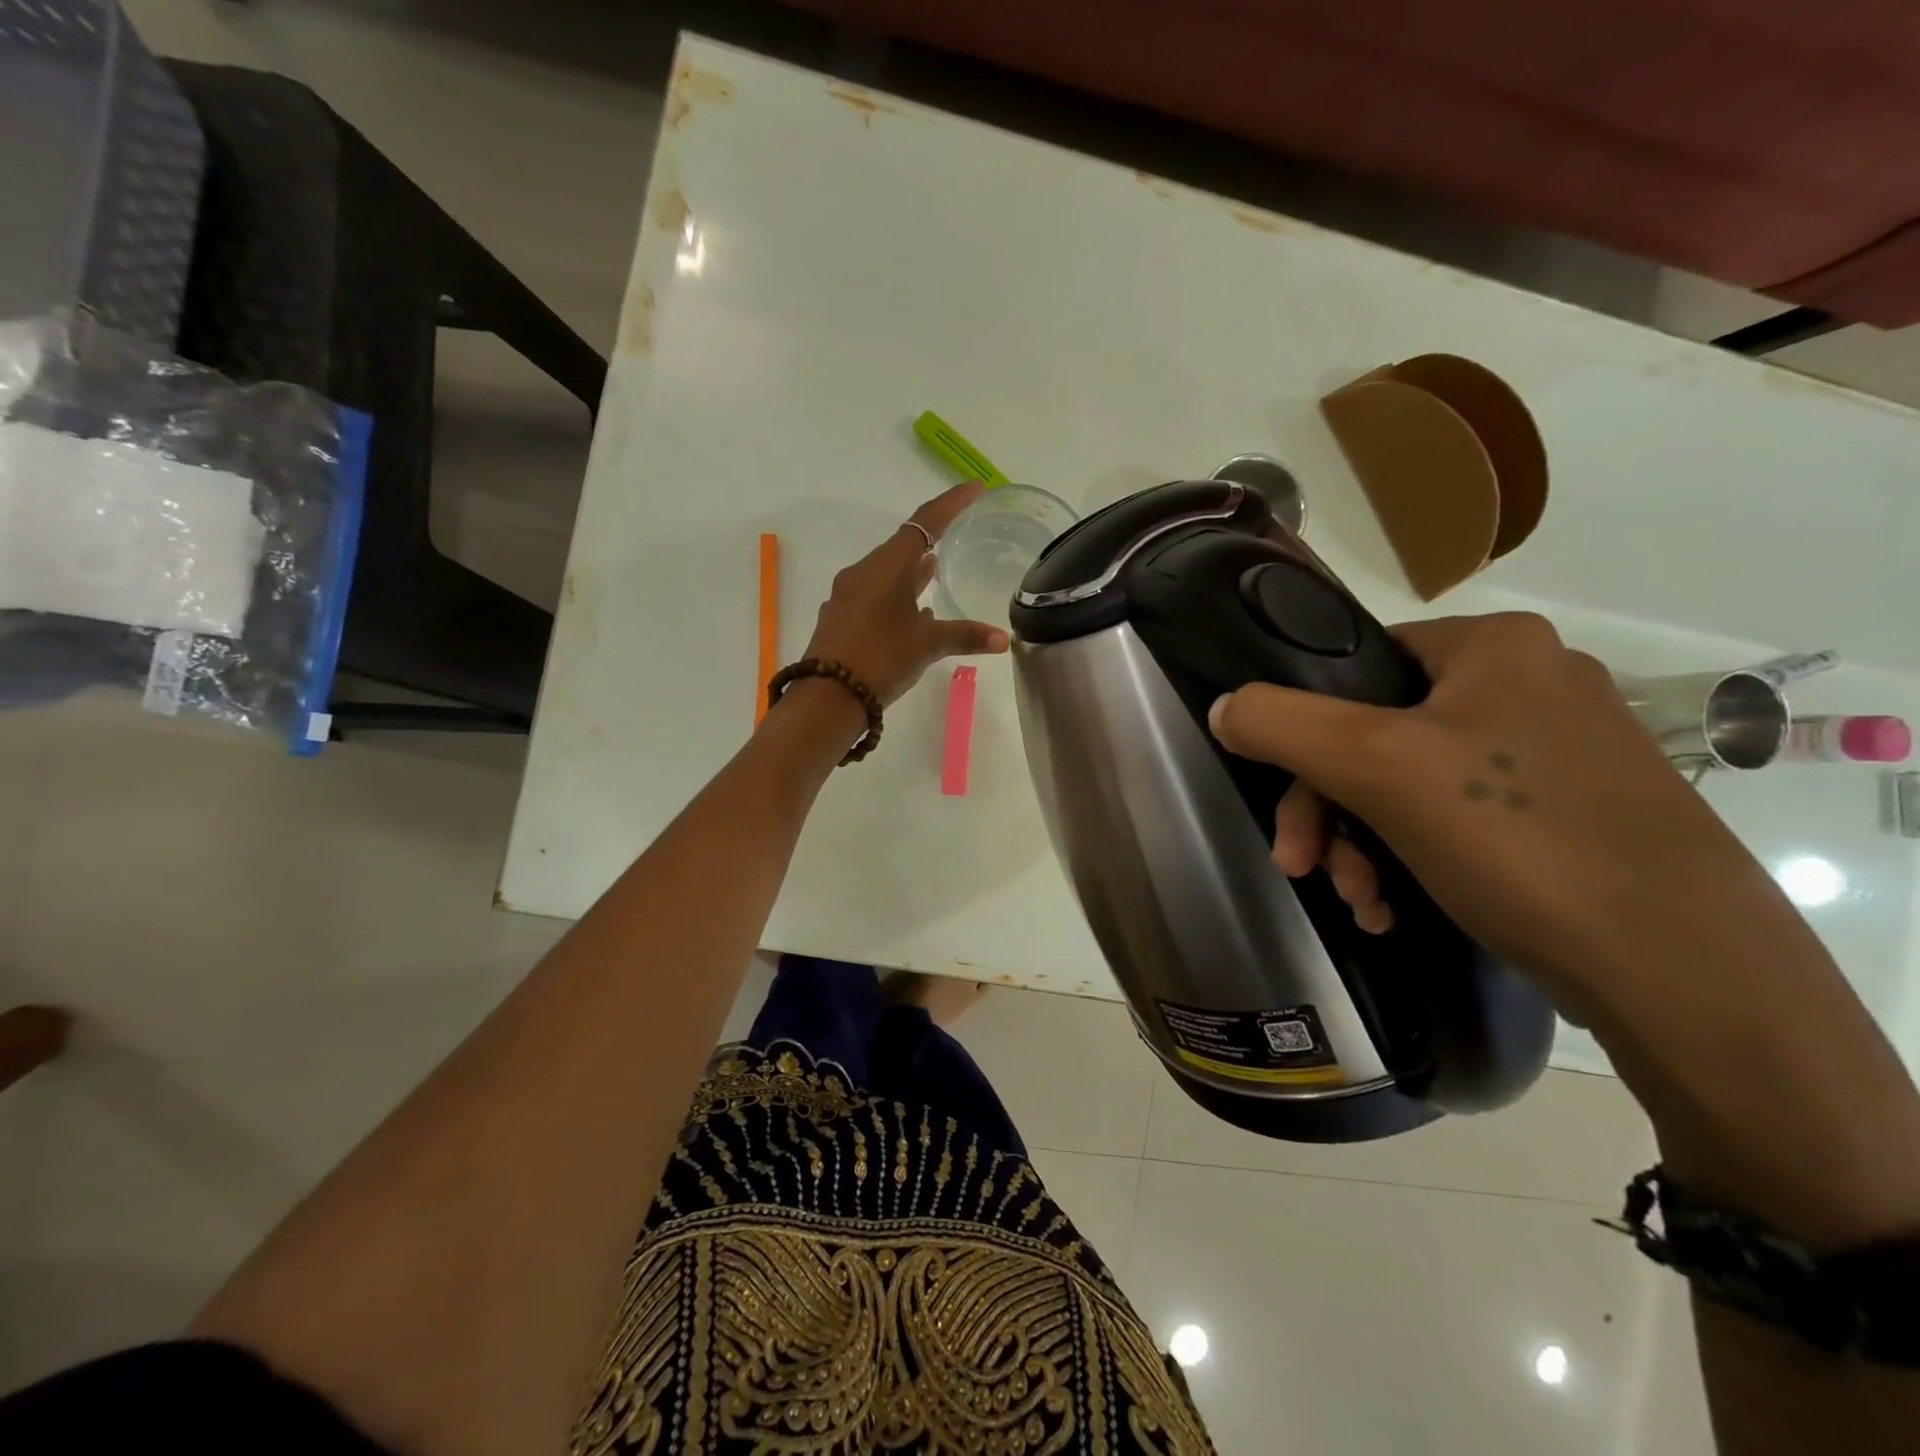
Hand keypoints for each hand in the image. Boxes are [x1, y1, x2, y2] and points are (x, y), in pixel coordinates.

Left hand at [800, 481, 1009, 705]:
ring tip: (934, 569)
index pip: (924, 523)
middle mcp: (863, 572)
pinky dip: (896, 594)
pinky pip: (873, 594)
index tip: (974, 489)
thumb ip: (964, 636)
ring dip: (910, 570)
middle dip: (929, 539)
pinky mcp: (840, 617)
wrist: (827, 698)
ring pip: (886, 572)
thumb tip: (1002, 639)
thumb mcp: (927, 646)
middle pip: (902, 546)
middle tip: (956, 533)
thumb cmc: (880, 659)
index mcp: (886, 567)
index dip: (951, 504)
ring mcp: (847, 595)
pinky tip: (910, 612)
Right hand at [1207, 612, 1788, 1009]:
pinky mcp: (1571, 813)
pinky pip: (1458, 819)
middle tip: (1304, 868)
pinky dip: (1412, 860)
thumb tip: (1224, 707)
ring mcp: (1556, 752)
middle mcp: (1530, 683)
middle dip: (1329, 810)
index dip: (1305, 731)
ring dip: (1362, 844)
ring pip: (1410, 784)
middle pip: (1375, 734)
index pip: (1355, 664)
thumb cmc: (1517, 839)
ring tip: (1361, 901)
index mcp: (1492, 646)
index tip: (1285, 802)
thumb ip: (1281, 723)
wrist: (1685, 974)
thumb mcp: (1375, 766)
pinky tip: (1398, 909)